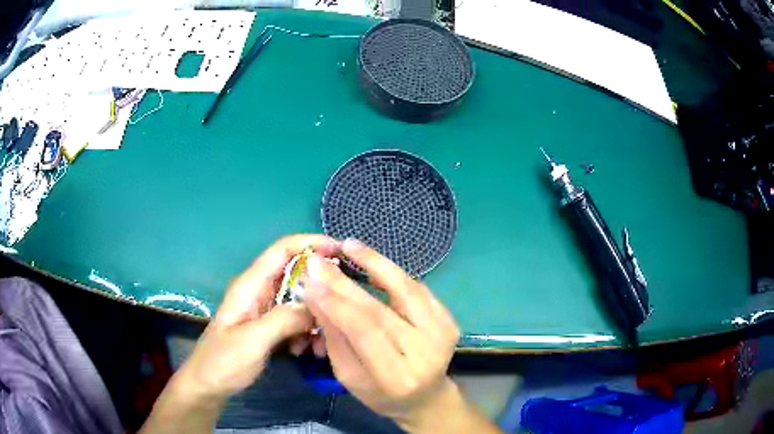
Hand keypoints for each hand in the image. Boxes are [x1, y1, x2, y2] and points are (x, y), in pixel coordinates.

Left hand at [172, 234, 339, 401]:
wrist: (209, 384)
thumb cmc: (223, 361)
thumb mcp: (252, 340)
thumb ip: (283, 319)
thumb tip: (317, 304)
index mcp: (250, 285)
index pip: (282, 250)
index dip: (309, 243)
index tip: (339, 249)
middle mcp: (259, 291)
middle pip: (296, 274)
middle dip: (319, 287)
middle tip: (342, 305)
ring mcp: (265, 309)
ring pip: (299, 300)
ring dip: (314, 316)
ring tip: (321, 341)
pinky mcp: (270, 326)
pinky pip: (296, 320)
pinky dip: (306, 331)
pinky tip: (306, 350)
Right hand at [303, 239, 462, 431]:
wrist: (425, 397)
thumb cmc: (380, 393)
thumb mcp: (349, 375)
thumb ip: (335, 337)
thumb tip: (316, 294)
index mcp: (396, 378)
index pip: (365, 333)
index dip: (337, 304)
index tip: (311, 281)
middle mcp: (425, 354)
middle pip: (382, 311)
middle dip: (346, 283)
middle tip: (320, 261)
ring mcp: (442, 335)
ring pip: (406, 291)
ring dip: (376, 264)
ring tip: (350, 245)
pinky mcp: (449, 321)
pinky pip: (418, 289)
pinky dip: (393, 273)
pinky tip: (372, 259)